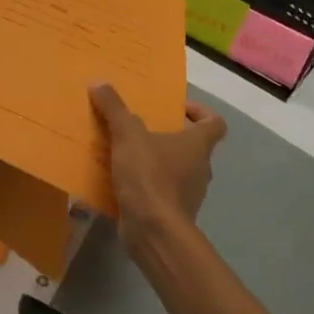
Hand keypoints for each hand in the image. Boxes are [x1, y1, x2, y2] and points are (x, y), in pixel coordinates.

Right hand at [90, 84, 227, 247]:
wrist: (154, 231)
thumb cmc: (149, 176)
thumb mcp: (127, 136)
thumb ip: (114, 109)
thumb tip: (99, 82)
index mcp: (198, 145)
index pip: (214, 123)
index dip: (200, 112)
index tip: (177, 109)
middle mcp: (200, 168)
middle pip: (193, 147)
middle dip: (169, 137)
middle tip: (141, 130)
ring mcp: (189, 193)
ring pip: (177, 170)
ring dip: (157, 162)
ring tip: (126, 155)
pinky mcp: (173, 213)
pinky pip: (162, 193)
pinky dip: (147, 187)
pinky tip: (121, 183)